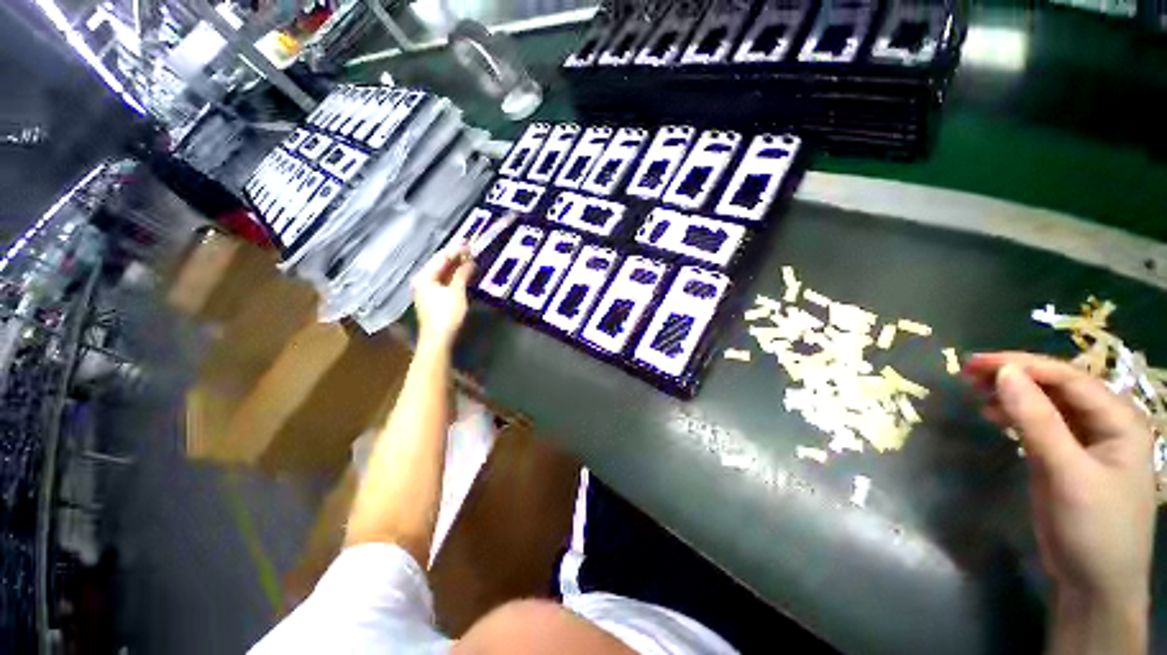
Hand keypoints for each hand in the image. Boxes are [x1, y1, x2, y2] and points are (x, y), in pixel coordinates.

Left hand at [412, 245, 474, 347]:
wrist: (438, 339)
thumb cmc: (446, 314)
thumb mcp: (457, 291)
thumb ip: (462, 274)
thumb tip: (470, 260)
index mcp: (425, 276)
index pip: (441, 258)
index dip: (456, 250)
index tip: (469, 242)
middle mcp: (423, 281)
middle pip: (441, 265)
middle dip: (456, 258)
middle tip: (471, 249)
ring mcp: (427, 291)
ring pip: (443, 274)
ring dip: (457, 267)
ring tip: (470, 260)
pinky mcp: (434, 299)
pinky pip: (444, 282)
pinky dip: (455, 277)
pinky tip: (464, 275)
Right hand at [965, 352, 1155, 611]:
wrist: (1094, 585)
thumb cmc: (1094, 528)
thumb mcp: (1066, 474)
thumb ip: (1037, 421)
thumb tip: (1003, 373)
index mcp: (1119, 420)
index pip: (1069, 379)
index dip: (1023, 365)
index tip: (976, 362)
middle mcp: (1105, 423)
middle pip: (1058, 387)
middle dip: (1015, 376)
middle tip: (968, 373)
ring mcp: (1085, 442)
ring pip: (1046, 404)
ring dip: (1011, 394)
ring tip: (974, 391)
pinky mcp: (1065, 458)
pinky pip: (1039, 425)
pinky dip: (1014, 415)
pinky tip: (992, 414)